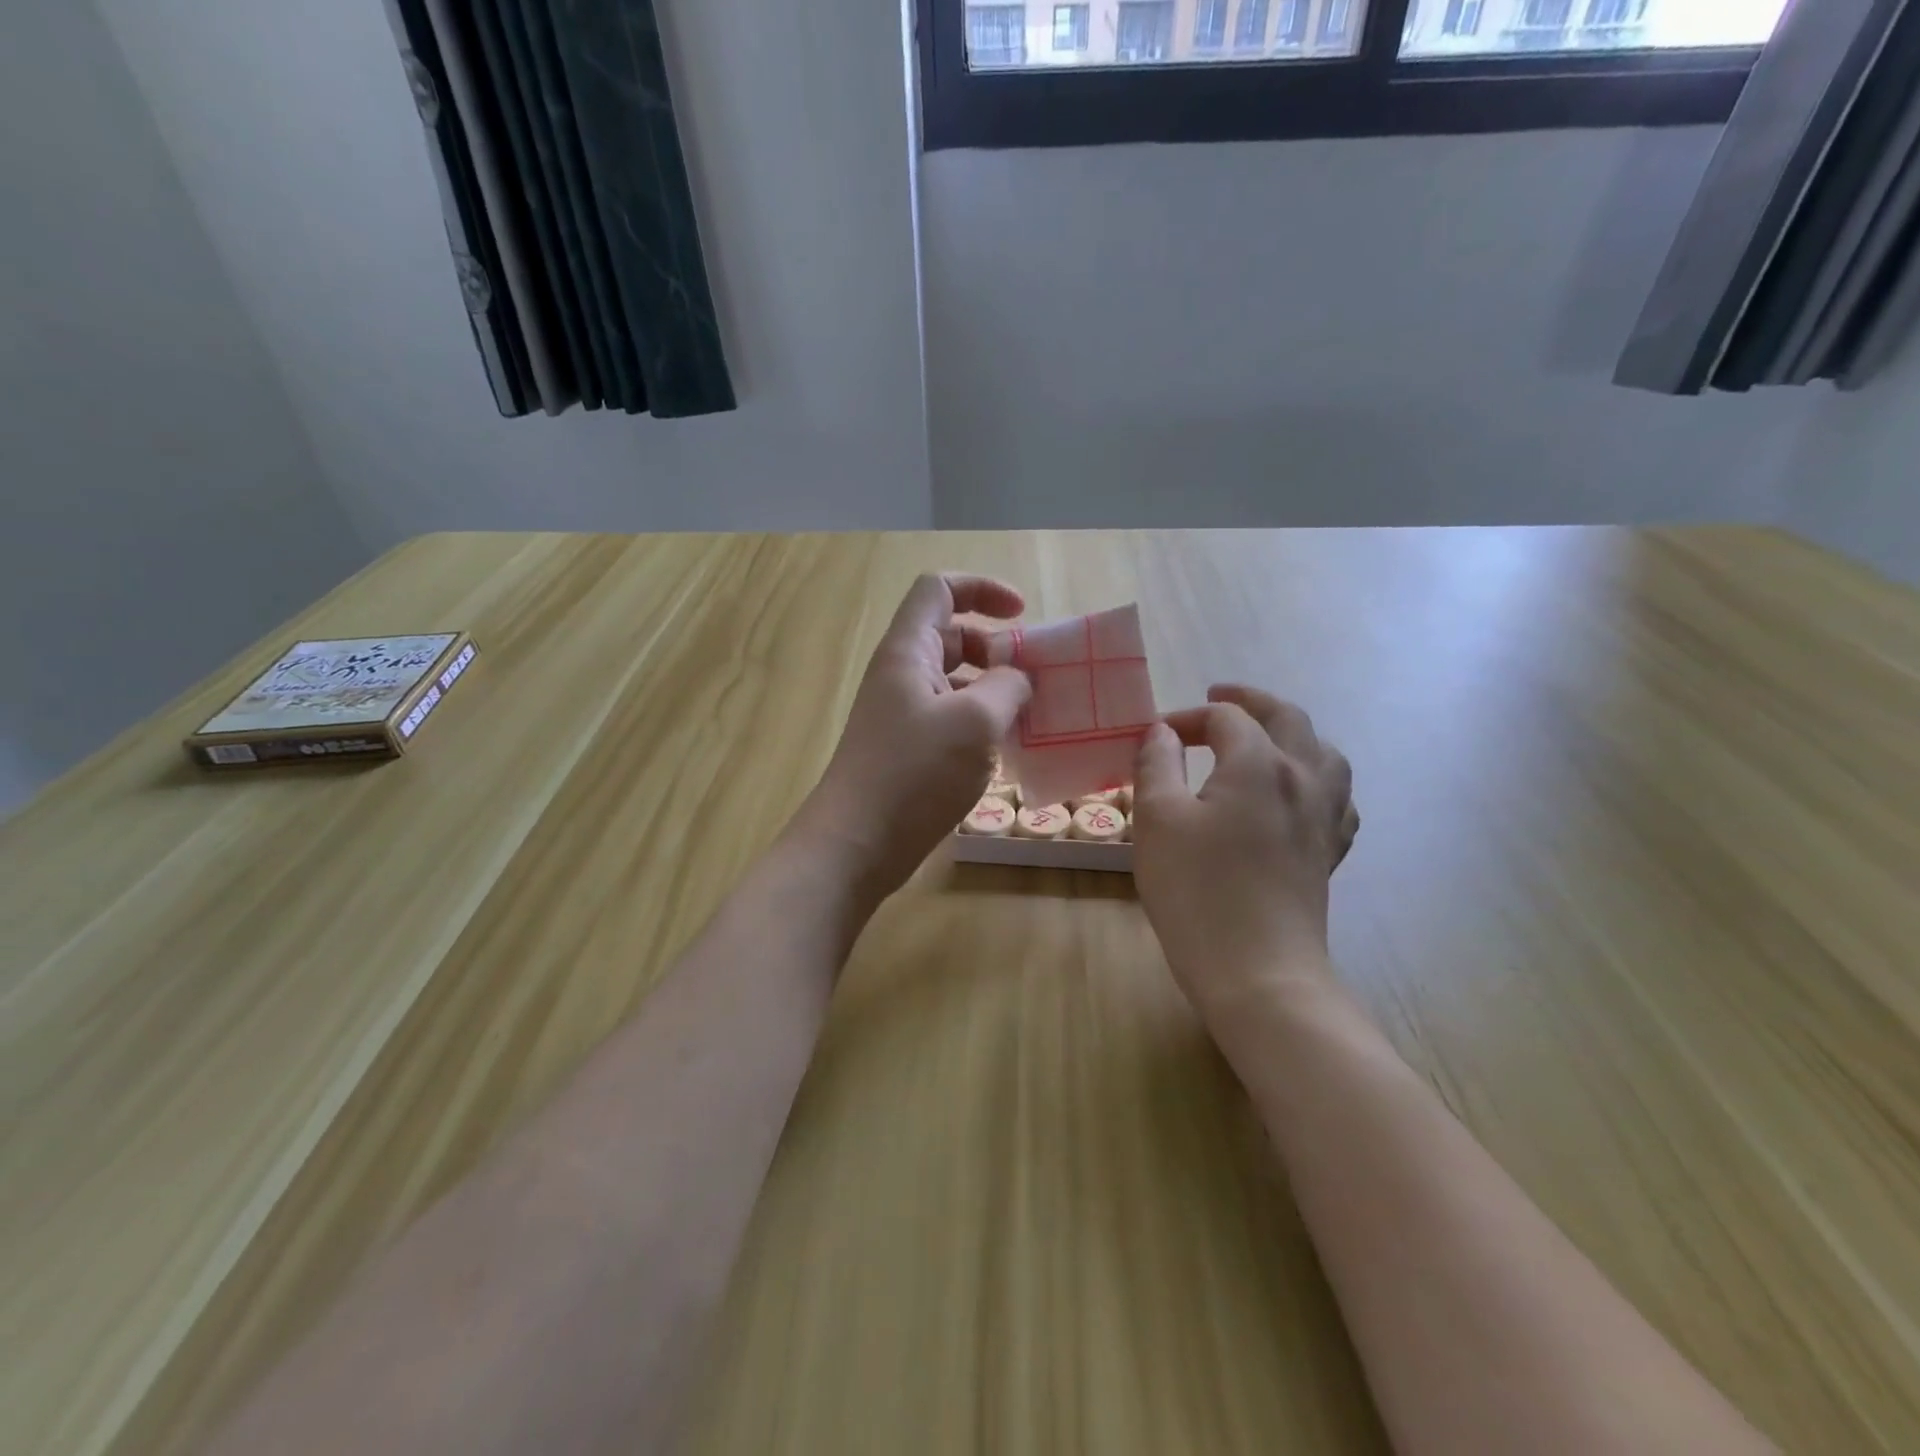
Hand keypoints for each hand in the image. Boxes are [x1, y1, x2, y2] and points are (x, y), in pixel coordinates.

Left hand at [798, 574, 1031, 900]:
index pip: (940, 588)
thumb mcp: (975, 722)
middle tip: (1034, 679)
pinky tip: (1006, 752)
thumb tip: (1019, 680)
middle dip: (996, 648)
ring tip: (1029, 717)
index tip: (1022, 616)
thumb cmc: (914, 773)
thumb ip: (1007, 687)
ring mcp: (902, 714)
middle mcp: (901, 674)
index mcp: (909, 650)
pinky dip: (980, 723)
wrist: (856, 843)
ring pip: (954, 681)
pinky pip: (950, 719)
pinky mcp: (907, 750)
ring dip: (993, 689)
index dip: (983, 589)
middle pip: (952, 635)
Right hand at [1131, 685, 1358, 1020]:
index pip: (1226, 718)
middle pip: (1287, 719)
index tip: (1154, 736)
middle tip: (1219, 696)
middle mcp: (1303, 779)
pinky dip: (1317, 779)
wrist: (1257, 971)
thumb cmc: (1197, 891)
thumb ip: (1157, 764)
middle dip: (1251, 701)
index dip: (1188, 717)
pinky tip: (1301, 794)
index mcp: (1260, 764)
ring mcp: (1325, 817)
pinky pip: (1337, 798)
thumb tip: (1163, 732)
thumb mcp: (1157, 820)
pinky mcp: (1329, 853)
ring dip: (1293, 733)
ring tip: (1268, 737)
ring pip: (1325, 753)